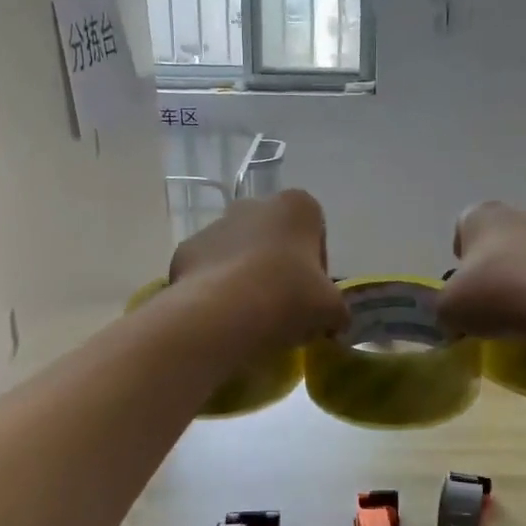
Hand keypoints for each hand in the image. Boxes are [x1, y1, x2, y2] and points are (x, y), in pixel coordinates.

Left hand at [169, 190, 347, 348]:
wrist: (222, 314)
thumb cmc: (289, 298)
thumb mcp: (331, 309)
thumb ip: (338, 310)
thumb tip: (335, 321)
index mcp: (296, 206)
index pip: (315, 232)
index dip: (316, 266)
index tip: (312, 295)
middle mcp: (254, 204)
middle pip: (274, 238)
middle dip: (279, 266)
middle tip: (283, 306)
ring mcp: (215, 225)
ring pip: (239, 252)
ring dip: (247, 276)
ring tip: (251, 316)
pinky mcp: (186, 250)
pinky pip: (209, 269)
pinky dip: (216, 288)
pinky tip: (223, 316)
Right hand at [438, 202, 525, 339]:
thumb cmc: (495, 292)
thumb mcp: (449, 308)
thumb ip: (445, 308)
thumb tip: (452, 318)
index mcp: (480, 215)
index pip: (463, 227)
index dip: (460, 255)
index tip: (462, 284)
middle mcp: (517, 213)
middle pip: (498, 240)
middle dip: (492, 266)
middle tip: (487, 300)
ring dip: (521, 278)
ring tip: (518, 313)